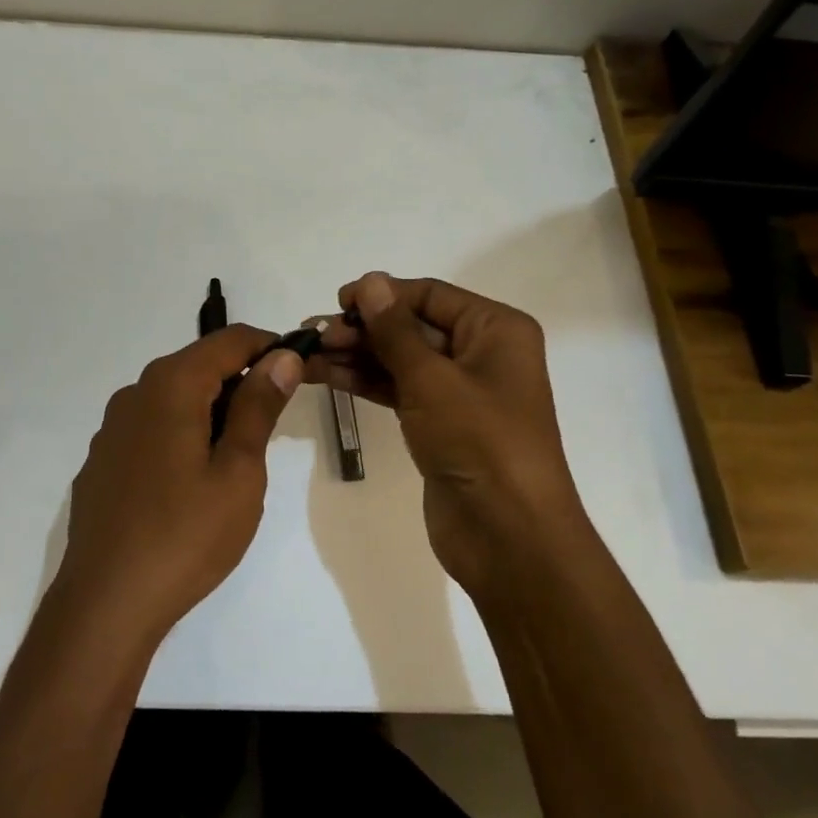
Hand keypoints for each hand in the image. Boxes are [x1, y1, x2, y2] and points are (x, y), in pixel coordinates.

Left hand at [55, 325, 303, 641]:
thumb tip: (282, 357)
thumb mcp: (238, 471)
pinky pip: (151, 427)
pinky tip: (190, 482)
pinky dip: (181, 433)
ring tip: (236, 458)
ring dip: (211, 410)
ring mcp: (113, 428)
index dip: (270, 346)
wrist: (105, 603)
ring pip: (174, 397)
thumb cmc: (185, 536)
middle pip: (199, 365)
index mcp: (171, 385)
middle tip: (274, 424)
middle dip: (241, 381)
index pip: (229, 340)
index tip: (299, 371)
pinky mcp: (103, 460)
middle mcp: (135, 393)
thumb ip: (259, 407)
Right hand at [307, 272, 585, 598]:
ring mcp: (460, 391)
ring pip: (401, 360)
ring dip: (357, 355)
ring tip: (309, 355)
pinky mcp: (440, 424)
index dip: (382, 294)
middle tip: (316, 336)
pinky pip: (399, 390)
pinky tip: (327, 376)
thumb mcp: (432, 378)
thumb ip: (395, 329)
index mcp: (495, 330)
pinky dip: (366, 382)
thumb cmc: (479, 442)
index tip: (337, 302)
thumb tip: (370, 281)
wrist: (507, 536)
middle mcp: (481, 353)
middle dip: (364, 328)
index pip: (430, 295)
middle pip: (413, 326)